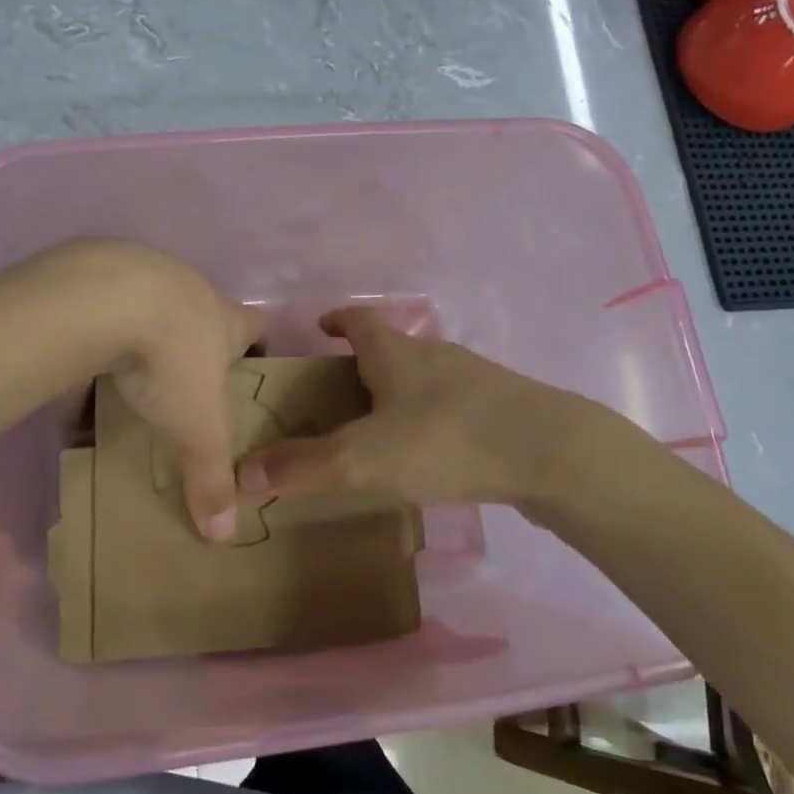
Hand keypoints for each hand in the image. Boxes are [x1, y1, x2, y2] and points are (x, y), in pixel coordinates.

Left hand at [47, 239, 263, 541]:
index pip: (256, 324)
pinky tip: (83, 352)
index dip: (256, 343)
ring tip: (128, 367)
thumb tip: (224, 534)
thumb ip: (210, 476)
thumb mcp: (194, 427)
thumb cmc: (170, 360)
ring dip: (146, 329)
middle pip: (204, 311)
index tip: (247, 367)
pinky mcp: (100, 268)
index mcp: (225, 320)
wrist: (105, 298)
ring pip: (154, 301)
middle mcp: (191, 289)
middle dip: (196, 342)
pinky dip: (101, 323)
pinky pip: (106, 300)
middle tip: (182, 381)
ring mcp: (146, 271)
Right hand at [235, 306, 580, 508]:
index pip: (359, 320)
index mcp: (397, 353)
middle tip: (339, 395)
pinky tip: (434, 454)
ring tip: (381, 429)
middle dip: (363, 364)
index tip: (321, 327)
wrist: (551, 452)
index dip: (337, 320)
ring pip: (425, 378)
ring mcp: (474, 379)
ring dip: (400, 393)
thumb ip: (304, 467)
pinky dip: (433, 419)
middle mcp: (434, 355)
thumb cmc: (447, 439)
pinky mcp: (502, 408)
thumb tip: (242, 473)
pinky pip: (454, 406)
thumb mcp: (364, 458)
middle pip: (391, 348)